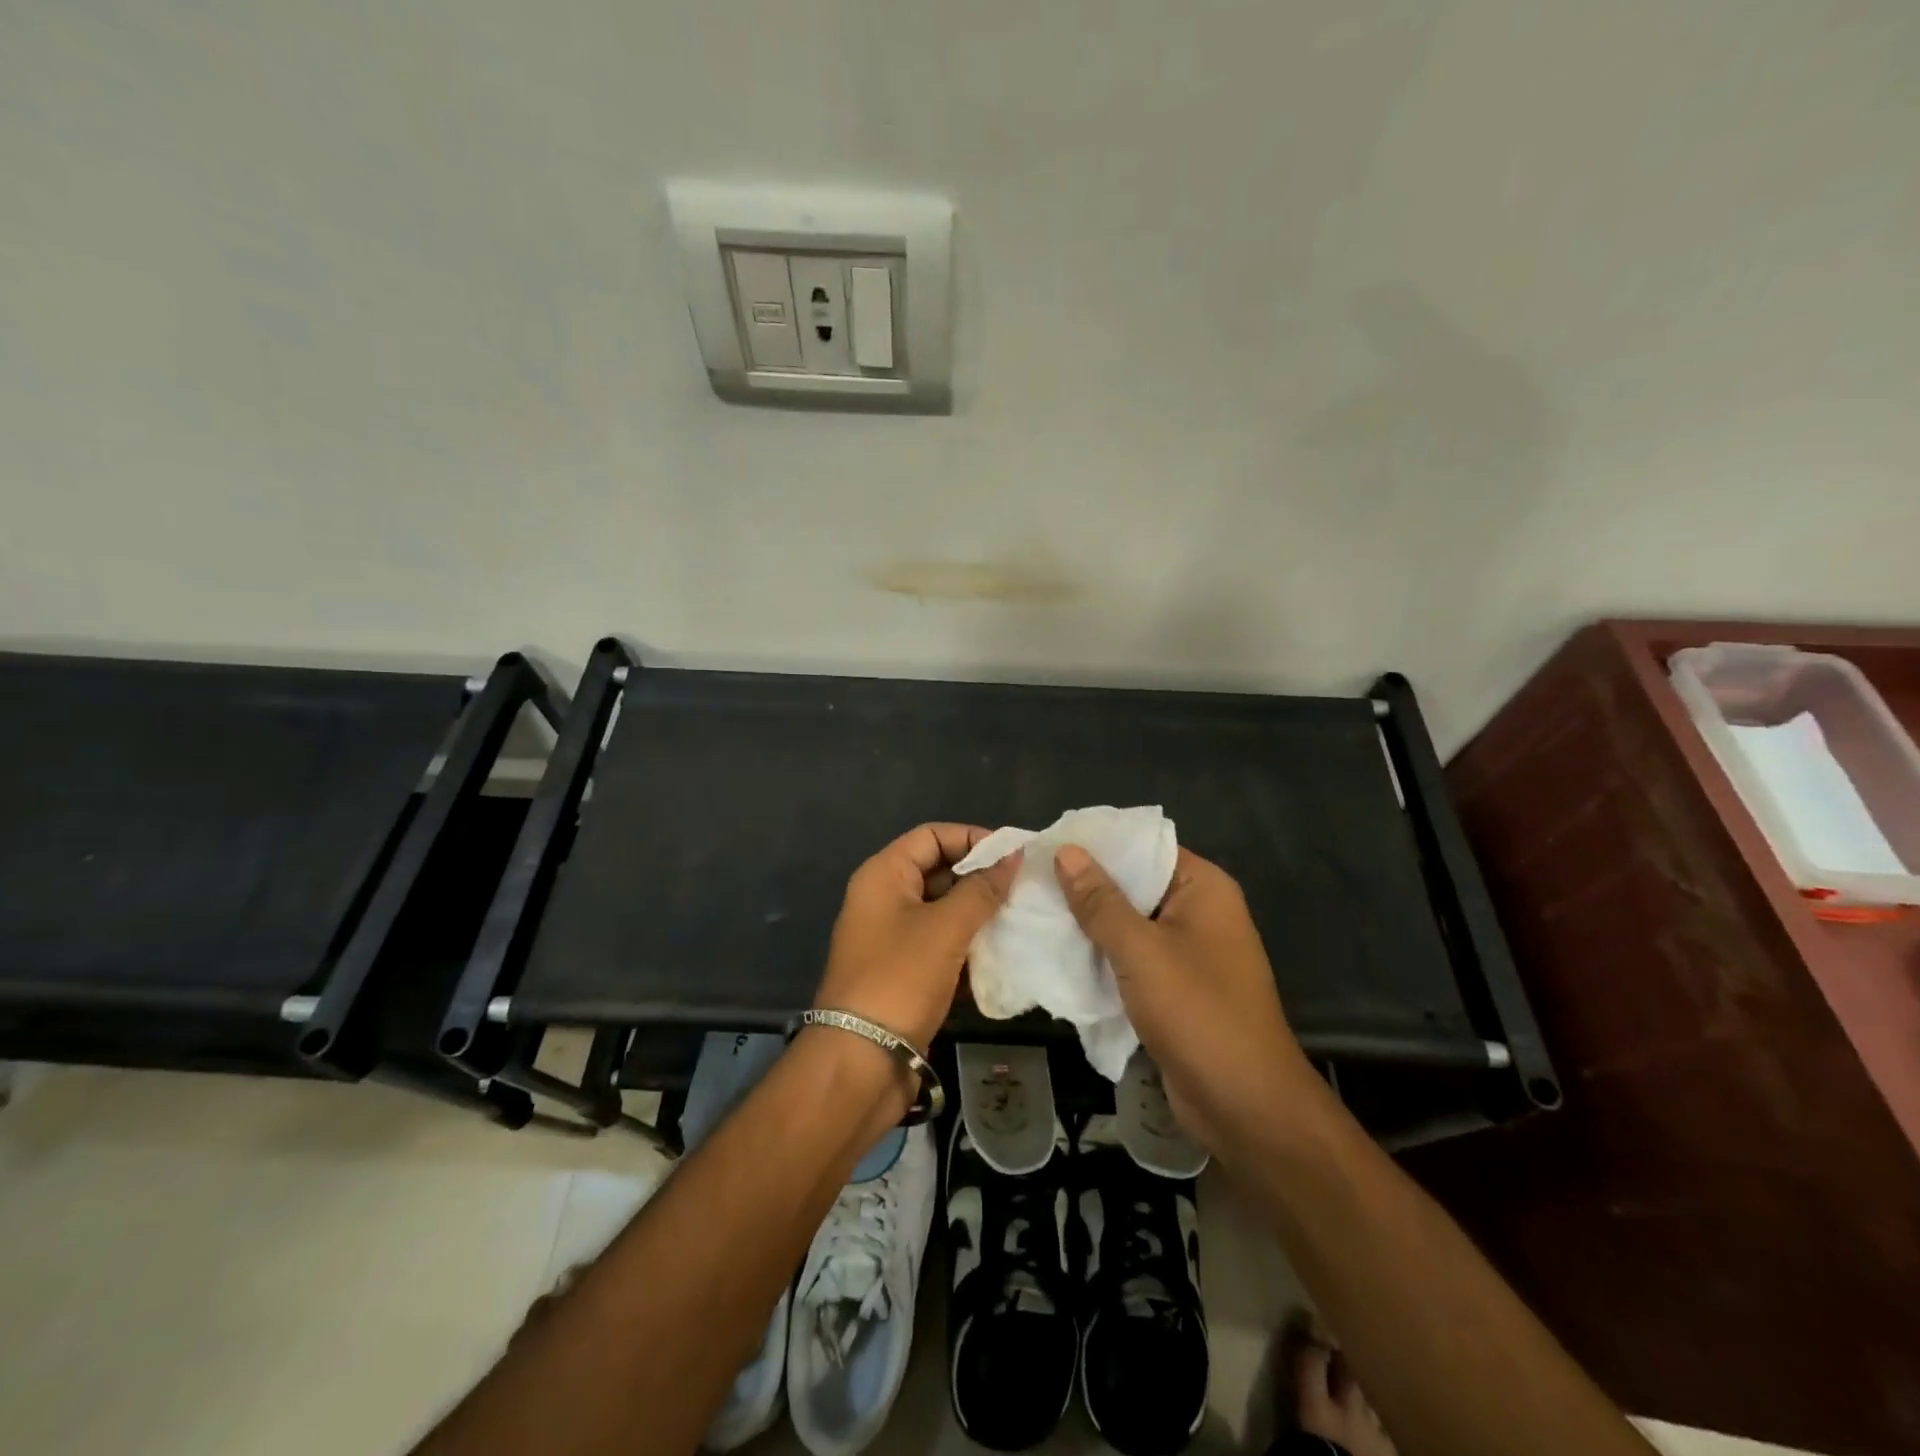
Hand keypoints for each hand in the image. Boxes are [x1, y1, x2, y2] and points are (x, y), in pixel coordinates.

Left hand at [818, 824, 1022, 1053]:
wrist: (860, 1062)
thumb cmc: (900, 979)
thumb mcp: (945, 928)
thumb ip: (982, 889)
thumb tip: (1013, 855)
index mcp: (883, 876)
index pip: (931, 836)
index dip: (972, 838)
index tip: (1013, 854)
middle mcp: (884, 900)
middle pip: (938, 871)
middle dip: (980, 878)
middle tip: (1024, 888)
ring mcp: (892, 938)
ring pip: (943, 911)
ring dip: (978, 914)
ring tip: (1020, 918)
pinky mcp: (904, 973)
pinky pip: (941, 945)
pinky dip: (968, 946)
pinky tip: (1002, 954)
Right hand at [1054, 843, 1315, 1153]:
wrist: (1245, 1106)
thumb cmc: (1198, 1013)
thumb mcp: (1141, 951)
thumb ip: (1100, 901)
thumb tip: (1066, 851)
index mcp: (1203, 888)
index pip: (1144, 847)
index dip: (1098, 843)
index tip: (1047, 843)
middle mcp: (1199, 912)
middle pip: (1134, 885)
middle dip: (1085, 885)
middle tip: (1030, 878)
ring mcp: (1187, 952)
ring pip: (1129, 924)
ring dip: (1089, 924)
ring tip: (1034, 910)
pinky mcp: (1174, 988)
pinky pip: (1131, 958)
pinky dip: (1101, 956)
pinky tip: (1058, 953)